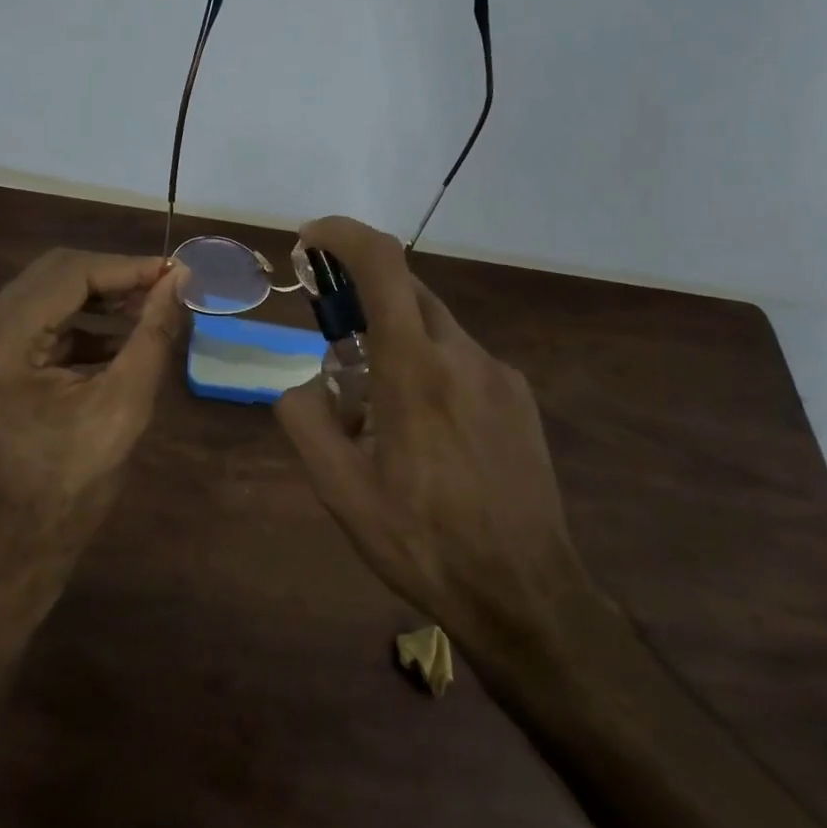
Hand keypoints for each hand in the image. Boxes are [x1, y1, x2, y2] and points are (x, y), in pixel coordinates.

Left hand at [0, 248, 188, 574]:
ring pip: (46, 295)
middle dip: (114, 278)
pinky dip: (81, 324)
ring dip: (99, 298)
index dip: (128, 267)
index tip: (177, 271)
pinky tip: (121, 337)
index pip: (68, 275)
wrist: (18, 548)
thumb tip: (180, 281)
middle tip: (166, 286)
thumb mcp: (123, 406)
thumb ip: (152, 334)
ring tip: (150, 307)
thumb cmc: (72, 486)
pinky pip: (39, 323)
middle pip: (52, 276)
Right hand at [274, 217, 594, 644]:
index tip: (311, 239)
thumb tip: (301, 384)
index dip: (343, 234)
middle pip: (407, 290)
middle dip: (362, 297)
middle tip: (335, 344)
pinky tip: (429, 432)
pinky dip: (430, 368)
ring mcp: (500, 373)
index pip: (382, 264)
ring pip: (434, 327)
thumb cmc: (422, 541)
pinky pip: (462, 359)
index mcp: (414, 369)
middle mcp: (463, 354)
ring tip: (381, 412)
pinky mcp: (519, 397)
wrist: (525, 593)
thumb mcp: (339, 490)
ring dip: (396, 342)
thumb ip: (304, 420)